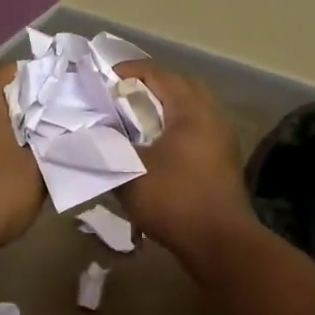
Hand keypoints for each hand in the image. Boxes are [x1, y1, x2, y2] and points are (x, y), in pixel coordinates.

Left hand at [0, 62, 43, 253]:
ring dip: (7, 130)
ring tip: (37, 145)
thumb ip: (53, 146)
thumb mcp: (38, 172)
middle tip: (55, 120)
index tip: (61, 93)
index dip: (39, 78)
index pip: (11, 70)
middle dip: (25, 106)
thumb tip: (63, 133)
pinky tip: (9, 167)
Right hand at [114, 61, 256, 257]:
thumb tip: (91, 129)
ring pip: (190, 108)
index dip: (128, 71)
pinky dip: (174, 126)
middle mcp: (212, 115)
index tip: (103, 79)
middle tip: (121, 95)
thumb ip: (108, 145)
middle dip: (149, 85)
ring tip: (135, 119)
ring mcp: (221, 137)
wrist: (220, 243)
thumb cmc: (175, 200)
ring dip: (164, 107)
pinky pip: (196, 128)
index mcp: (191, 110)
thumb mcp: (130, 170)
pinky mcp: (223, 159)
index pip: (157, 74)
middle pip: (179, 85)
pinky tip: (156, 145)